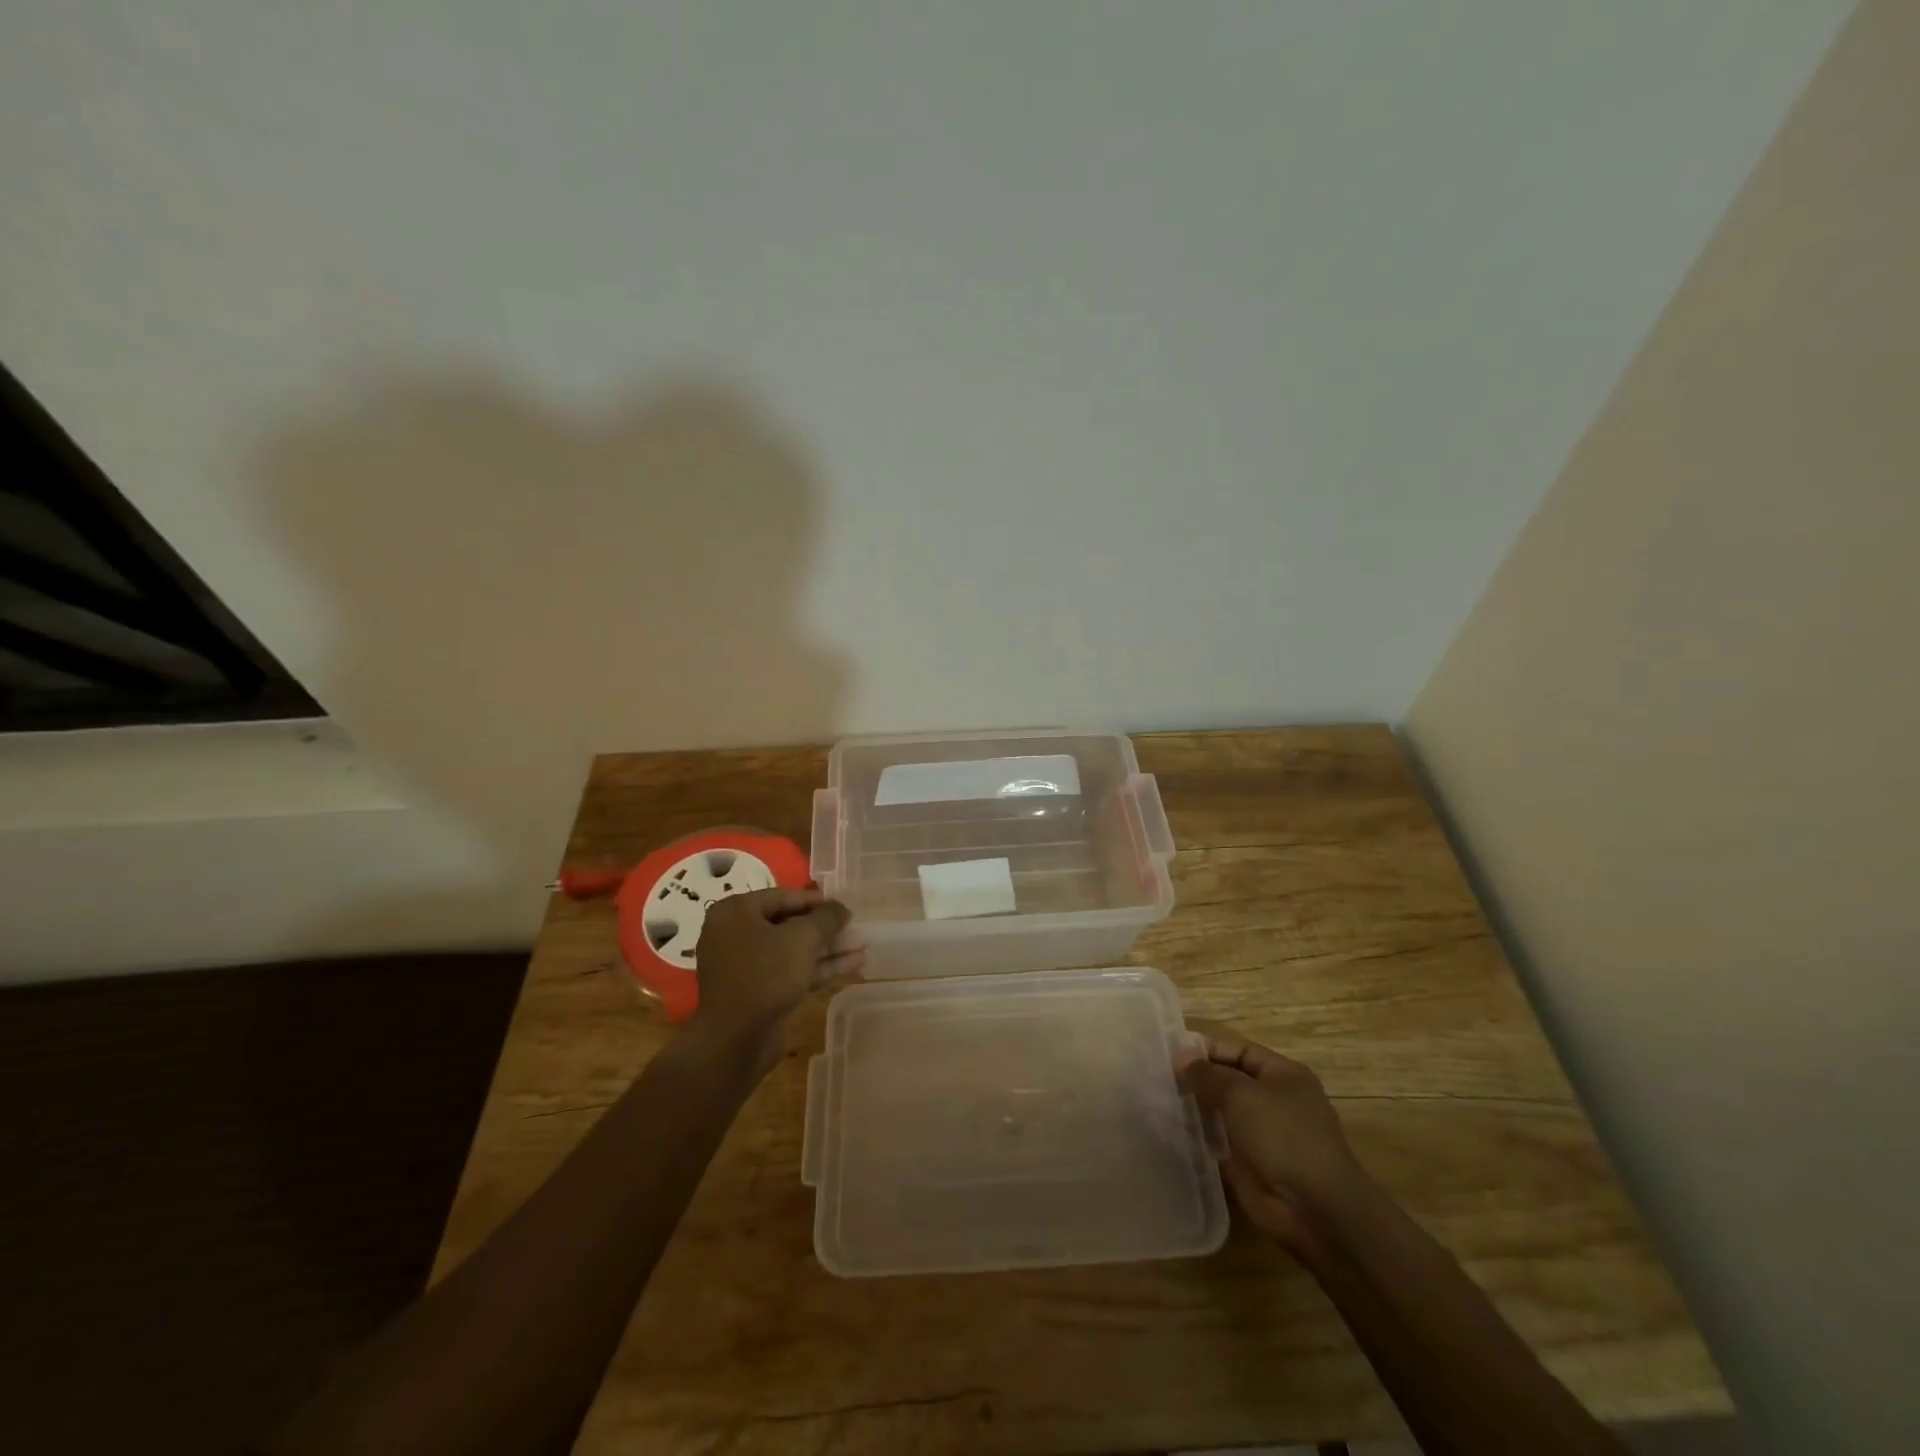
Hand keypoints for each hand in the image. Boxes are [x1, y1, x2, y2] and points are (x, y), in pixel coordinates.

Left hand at [693, 888, 863, 1062]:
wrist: (734, 1040)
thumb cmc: (764, 974)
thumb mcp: (801, 938)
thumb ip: (825, 918)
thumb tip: (840, 908)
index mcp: (736, 912)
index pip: (782, 896)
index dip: (816, 901)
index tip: (844, 906)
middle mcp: (736, 934)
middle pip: (788, 924)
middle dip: (825, 928)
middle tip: (855, 928)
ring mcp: (746, 966)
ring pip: (792, 951)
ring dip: (827, 949)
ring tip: (863, 946)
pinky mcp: (758, 992)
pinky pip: (791, 972)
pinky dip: (818, 968)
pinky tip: (852, 965)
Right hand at [1178, 1024, 1373, 1257]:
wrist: (1315, 1210)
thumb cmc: (1283, 1136)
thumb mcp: (1242, 1094)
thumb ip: (1208, 1074)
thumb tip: (1181, 1059)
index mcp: (1283, 1076)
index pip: (1238, 1051)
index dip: (1206, 1050)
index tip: (1170, 1053)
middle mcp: (1274, 1101)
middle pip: (1228, 1081)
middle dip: (1196, 1079)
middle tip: (1156, 1076)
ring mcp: (1262, 1135)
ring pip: (1219, 1113)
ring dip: (1192, 1107)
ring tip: (1154, 1100)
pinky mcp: (1248, 1165)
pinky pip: (1216, 1142)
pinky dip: (1195, 1136)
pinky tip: (1166, 1130)